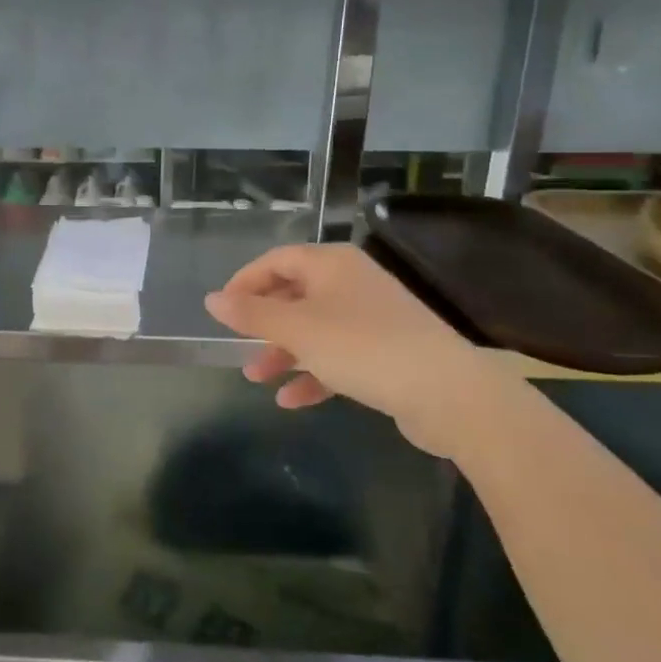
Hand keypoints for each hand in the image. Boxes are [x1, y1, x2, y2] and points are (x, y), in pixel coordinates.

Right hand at [204, 243, 500, 454]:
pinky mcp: (386, 353)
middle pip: (294, 294)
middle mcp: (351, 283)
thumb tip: (211, 299)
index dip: (244, 282)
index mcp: (331, 264)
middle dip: (263, 323)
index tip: (221, 310)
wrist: (449, 394)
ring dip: (283, 352)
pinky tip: (291, 400)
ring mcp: (372, 318)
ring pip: (314, 329)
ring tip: (256, 377)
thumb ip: (251, 314)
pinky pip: (338, 356)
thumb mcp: (297, 329)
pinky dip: (313, 373)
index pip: (276, 260)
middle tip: (236, 344)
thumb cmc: (363, 348)